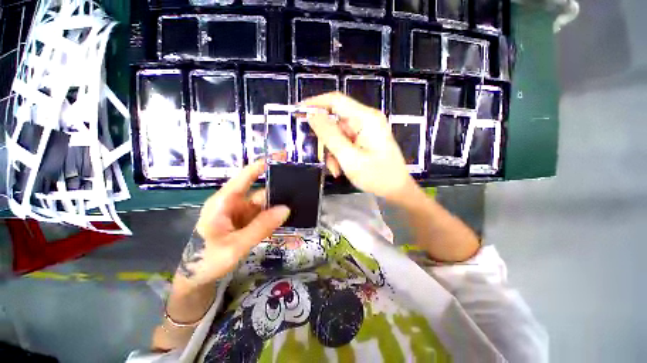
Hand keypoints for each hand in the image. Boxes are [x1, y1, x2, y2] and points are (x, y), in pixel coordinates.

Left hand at [177, 160, 290, 286]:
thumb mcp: (235, 246)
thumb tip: (286, 209)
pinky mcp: (247, 224)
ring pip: (266, 207)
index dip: (263, 164)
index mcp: (225, 201)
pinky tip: (290, 226)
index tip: (282, 157)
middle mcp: (235, 204)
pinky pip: (265, 219)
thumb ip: (261, 227)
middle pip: (261, 193)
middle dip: (280, 193)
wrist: (196, 279)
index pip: (246, 176)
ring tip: (300, 210)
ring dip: (281, 210)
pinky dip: (276, 222)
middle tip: (302, 192)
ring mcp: (242, 214)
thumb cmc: (206, 260)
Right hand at [303, 92, 415, 200]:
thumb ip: (330, 136)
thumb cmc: (376, 176)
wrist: (396, 190)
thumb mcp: (349, 157)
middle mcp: (366, 119)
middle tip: (320, 157)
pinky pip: (344, 143)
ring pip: (337, 135)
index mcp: (365, 118)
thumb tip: (312, 115)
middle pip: (335, 121)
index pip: (335, 101)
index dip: (315, 103)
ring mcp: (365, 130)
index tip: (297, 112)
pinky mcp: (364, 139)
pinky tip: (340, 169)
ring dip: (332, 152)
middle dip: (325, 141)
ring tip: (335, 169)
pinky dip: (339, 155)